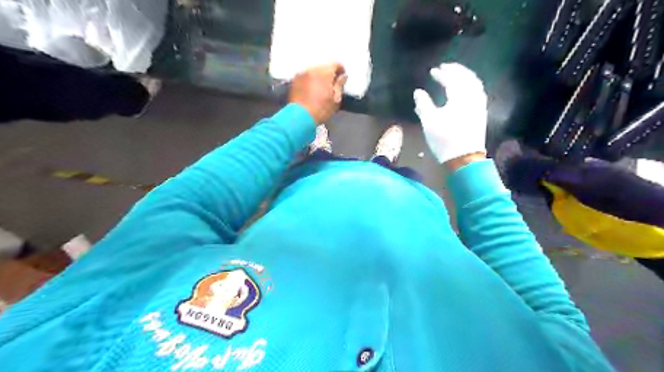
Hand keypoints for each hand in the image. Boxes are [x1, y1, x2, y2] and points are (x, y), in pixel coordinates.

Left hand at [288, 62, 347, 123]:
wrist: (300, 117)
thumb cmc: (321, 110)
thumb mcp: (335, 99)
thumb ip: (340, 85)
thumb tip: (343, 76)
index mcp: (325, 72)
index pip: (336, 64)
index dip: (341, 70)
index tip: (342, 78)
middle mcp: (313, 69)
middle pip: (324, 67)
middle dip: (329, 74)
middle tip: (331, 85)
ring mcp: (302, 74)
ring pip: (314, 71)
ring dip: (318, 77)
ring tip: (321, 89)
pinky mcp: (294, 80)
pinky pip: (305, 76)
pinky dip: (310, 80)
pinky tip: (311, 91)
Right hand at [414, 63, 486, 165]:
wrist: (464, 158)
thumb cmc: (444, 139)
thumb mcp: (429, 122)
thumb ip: (423, 104)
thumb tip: (418, 92)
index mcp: (459, 97)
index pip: (451, 80)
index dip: (442, 74)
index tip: (433, 71)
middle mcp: (472, 97)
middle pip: (466, 78)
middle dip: (456, 70)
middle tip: (446, 67)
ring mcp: (479, 105)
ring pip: (475, 84)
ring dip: (466, 76)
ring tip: (457, 74)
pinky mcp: (481, 113)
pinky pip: (479, 92)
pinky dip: (472, 85)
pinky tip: (467, 89)